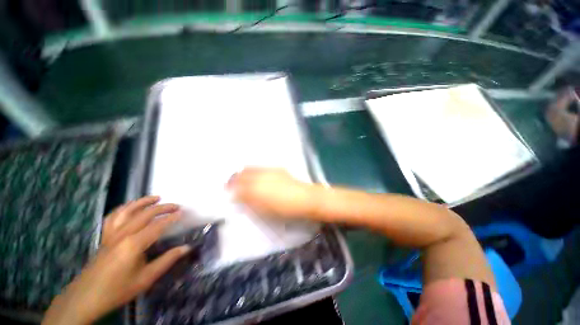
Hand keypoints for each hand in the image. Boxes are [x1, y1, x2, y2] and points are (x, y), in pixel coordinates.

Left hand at [43, 196, 188, 324]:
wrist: (86, 298)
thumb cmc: (118, 289)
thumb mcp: (146, 278)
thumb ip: (167, 260)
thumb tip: (186, 248)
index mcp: (134, 244)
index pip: (157, 225)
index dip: (172, 218)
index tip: (183, 212)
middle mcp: (122, 234)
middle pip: (145, 214)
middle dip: (163, 208)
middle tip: (176, 206)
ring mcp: (111, 234)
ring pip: (127, 211)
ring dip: (143, 202)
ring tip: (156, 197)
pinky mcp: (104, 236)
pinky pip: (113, 217)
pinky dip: (124, 208)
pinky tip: (130, 207)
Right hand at [227, 167, 315, 218]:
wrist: (305, 198)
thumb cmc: (284, 209)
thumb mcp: (264, 209)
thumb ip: (250, 202)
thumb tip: (238, 196)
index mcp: (256, 189)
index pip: (238, 185)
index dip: (231, 187)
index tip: (227, 190)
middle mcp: (260, 177)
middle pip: (242, 174)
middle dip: (235, 178)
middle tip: (231, 182)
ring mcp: (269, 171)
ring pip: (251, 168)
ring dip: (244, 172)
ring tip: (241, 176)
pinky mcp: (277, 169)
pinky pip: (261, 167)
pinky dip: (255, 170)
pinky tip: (256, 174)